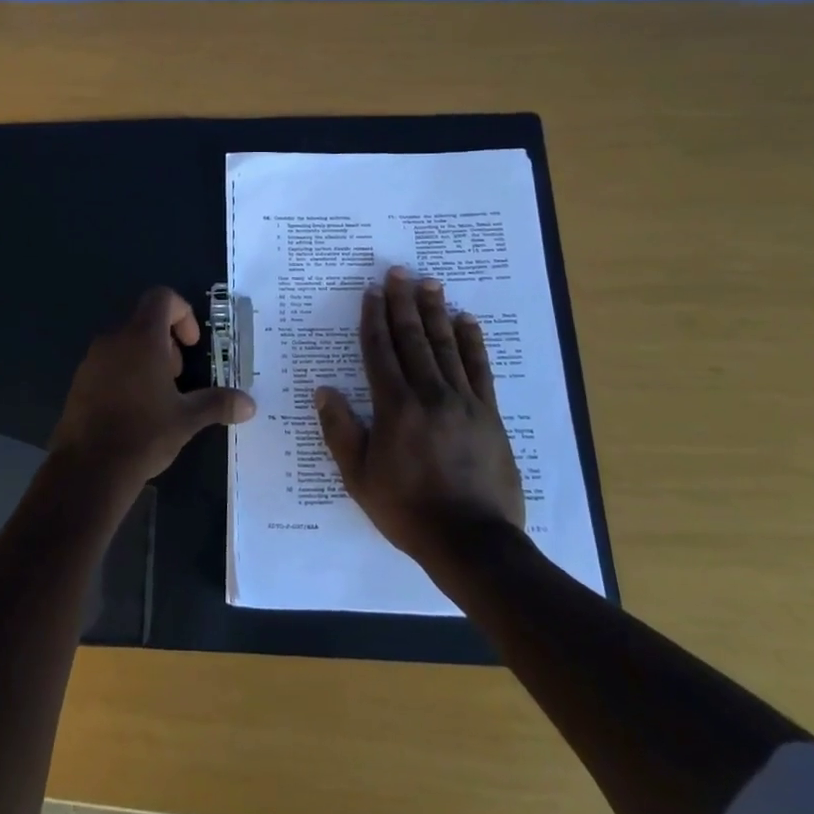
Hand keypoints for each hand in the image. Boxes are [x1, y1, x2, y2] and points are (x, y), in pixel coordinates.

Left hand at [46, 287, 255, 510]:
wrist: (89, 468)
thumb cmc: (144, 434)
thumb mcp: (187, 419)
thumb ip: (218, 404)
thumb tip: (250, 404)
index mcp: (141, 338)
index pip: (162, 298)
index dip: (183, 313)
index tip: (191, 345)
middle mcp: (114, 340)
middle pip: (144, 321)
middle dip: (167, 342)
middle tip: (178, 378)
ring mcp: (92, 360)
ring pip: (125, 343)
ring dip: (146, 359)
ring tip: (158, 397)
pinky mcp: (79, 381)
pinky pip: (108, 364)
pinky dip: (125, 374)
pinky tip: (134, 411)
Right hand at [314, 267, 526, 566]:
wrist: (472, 541)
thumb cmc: (407, 510)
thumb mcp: (359, 476)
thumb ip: (340, 430)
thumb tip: (324, 391)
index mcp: (395, 407)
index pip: (380, 351)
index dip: (374, 319)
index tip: (372, 292)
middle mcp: (430, 394)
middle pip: (413, 339)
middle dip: (403, 303)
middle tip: (399, 272)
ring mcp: (464, 402)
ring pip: (447, 346)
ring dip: (436, 312)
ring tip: (430, 283)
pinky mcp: (490, 415)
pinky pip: (479, 369)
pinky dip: (472, 342)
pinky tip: (467, 321)